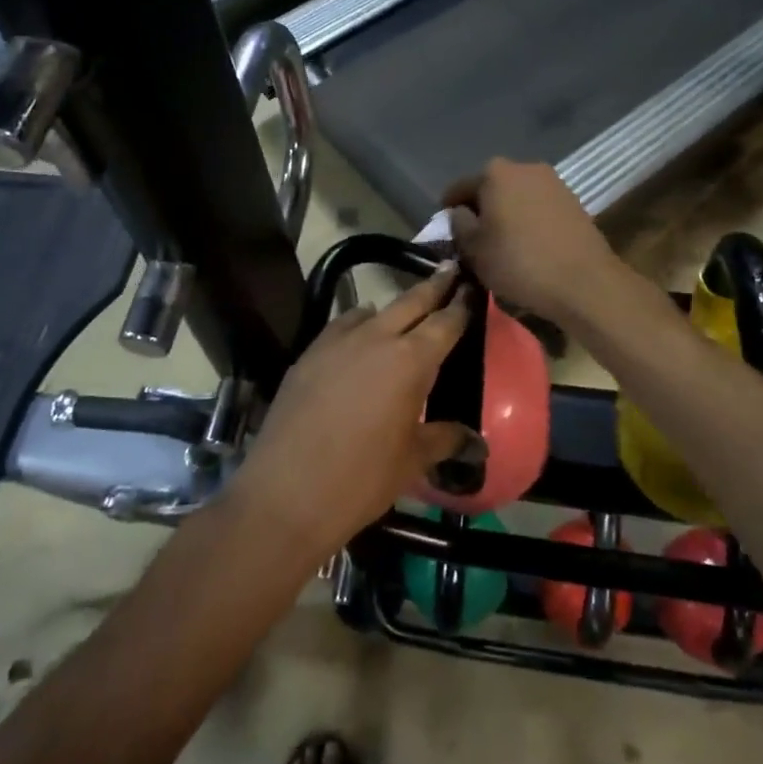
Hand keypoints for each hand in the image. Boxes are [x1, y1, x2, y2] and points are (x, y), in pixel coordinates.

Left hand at [233, 264, 476, 564]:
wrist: (285, 494)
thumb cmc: (361, 479)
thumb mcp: (412, 461)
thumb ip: (445, 439)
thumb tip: (477, 443)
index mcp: (411, 361)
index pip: (445, 322)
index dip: (461, 304)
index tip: (471, 287)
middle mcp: (376, 339)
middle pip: (411, 301)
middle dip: (433, 285)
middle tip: (449, 269)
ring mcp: (337, 342)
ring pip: (372, 310)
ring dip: (392, 308)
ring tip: (404, 313)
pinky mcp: (308, 354)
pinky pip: (341, 327)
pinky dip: (357, 325)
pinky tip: (359, 342)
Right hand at [443, 159, 626, 325]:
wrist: (584, 282)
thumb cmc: (519, 263)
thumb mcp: (474, 249)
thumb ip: (459, 224)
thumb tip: (460, 213)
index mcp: (495, 173)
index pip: (459, 189)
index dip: (448, 211)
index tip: (446, 232)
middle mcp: (525, 167)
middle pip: (490, 188)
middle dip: (481, 210)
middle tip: (474, 239)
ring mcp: (553, 182)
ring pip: (517, 197)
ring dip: (506, 214)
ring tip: (502, 244)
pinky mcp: (573, 201)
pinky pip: (538, 207)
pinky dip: (528, 220)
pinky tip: (528, 244)